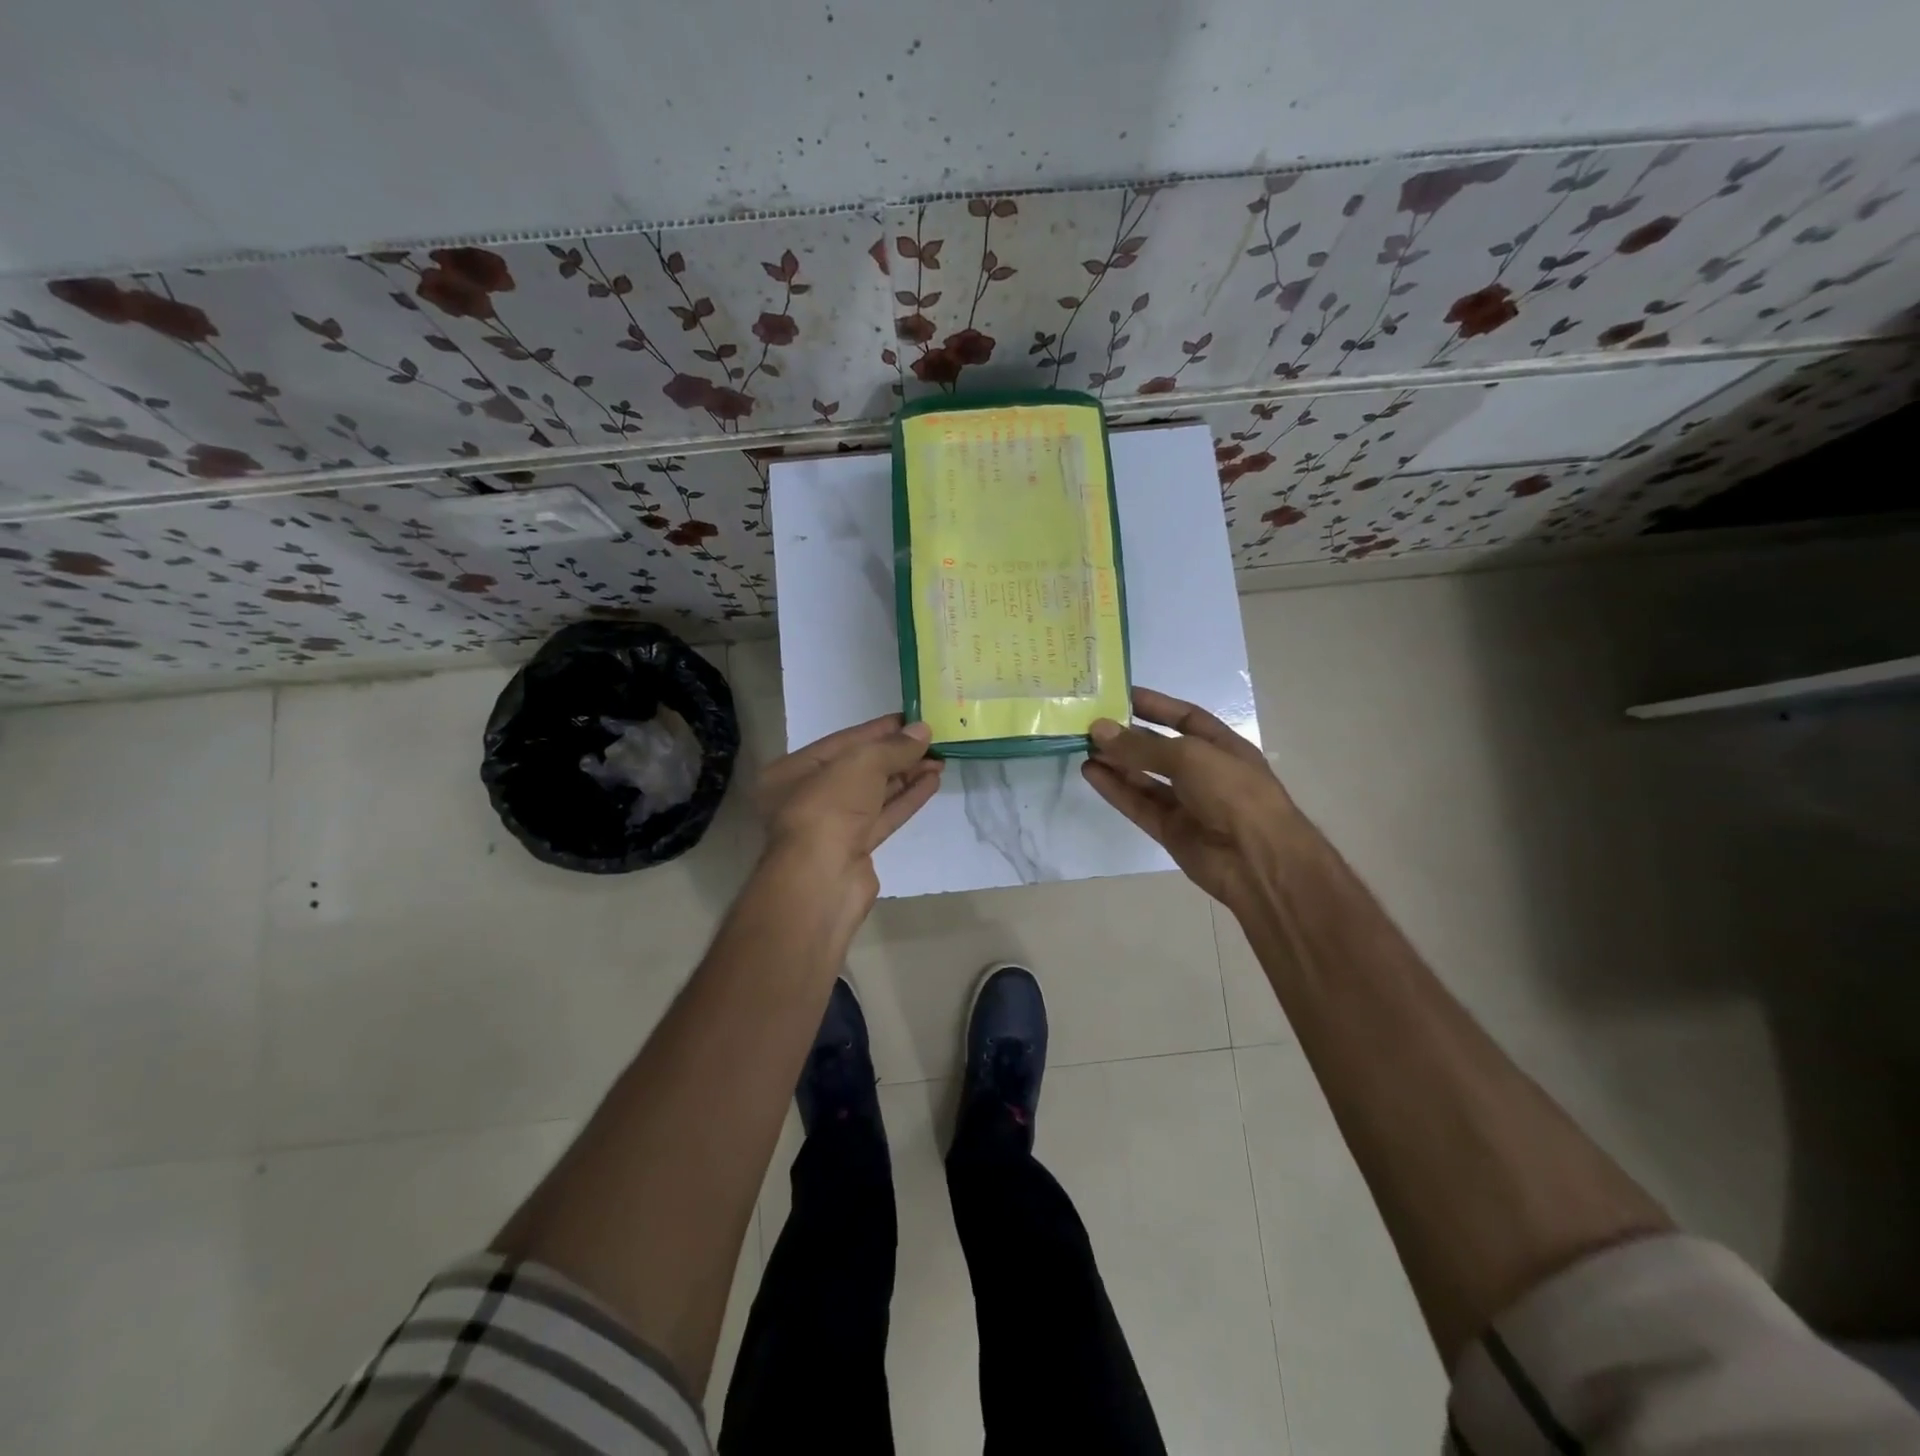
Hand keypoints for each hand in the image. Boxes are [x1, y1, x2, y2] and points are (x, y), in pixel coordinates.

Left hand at [755, 714, 942, 874]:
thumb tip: (923, 731)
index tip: (913, 720)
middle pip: (860, 768)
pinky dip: (906, 800)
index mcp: (792, 771)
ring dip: (907, 776)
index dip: (880, 730)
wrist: (822, 880)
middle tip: (933, 741)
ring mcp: (832, 826)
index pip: (843, 742)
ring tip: (939, 760)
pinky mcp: (855, 850)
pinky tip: (932, 783)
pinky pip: (883, 817)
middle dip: (897, 755)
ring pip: (874, 794)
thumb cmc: (829, 808)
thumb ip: (893, 747)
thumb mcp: (861, 763)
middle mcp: (807, 797)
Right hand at [1082, 686, 1303, 913]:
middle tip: (1089, 724)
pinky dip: (1115, 789)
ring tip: (1083, 747)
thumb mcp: (1188, 757)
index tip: (1118, 695)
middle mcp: (1204, 772)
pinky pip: (1138, 804)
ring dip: (1116, 762)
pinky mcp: (1170, 830)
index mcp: (1221, 746)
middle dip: (1127, 736)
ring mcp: (1187, 803)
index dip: (1153, 705)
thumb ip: (1141, 746)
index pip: (1184, 717)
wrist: (1258, 860)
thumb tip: (1098, 729)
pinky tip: (1091, 773)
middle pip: (1159, 748)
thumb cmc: (1234, 793)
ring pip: (1145, 778)